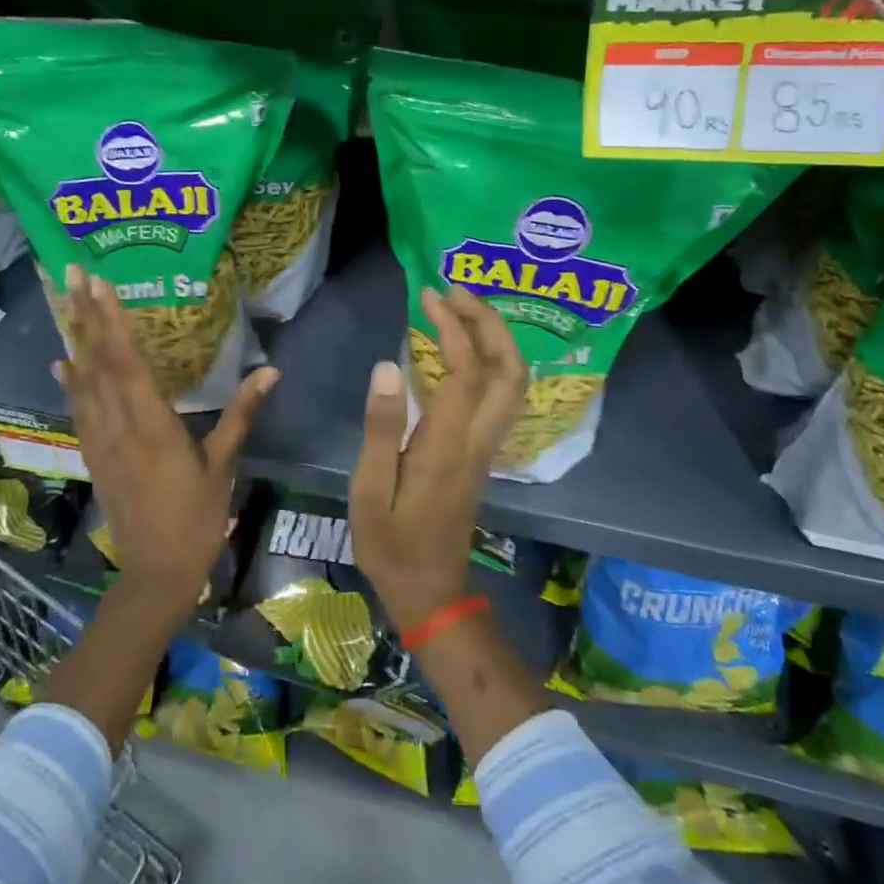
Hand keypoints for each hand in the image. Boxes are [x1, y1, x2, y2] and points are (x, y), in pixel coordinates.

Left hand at [53, 265, 277, 607]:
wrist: (157, 572)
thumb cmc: (199, 518)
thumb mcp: (224, 465)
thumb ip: (242, 413)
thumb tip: (271, 370)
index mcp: (153, 426)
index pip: (127, 363)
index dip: (112, 320)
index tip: (99, 283)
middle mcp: (119, 427)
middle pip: (97, 362)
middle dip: (85, 314)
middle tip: (72, 272)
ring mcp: (101, 441)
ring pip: (82, 381)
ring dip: (74, 338)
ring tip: (65, 301)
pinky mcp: (95, 455)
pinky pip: (79, 409)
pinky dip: (70, 381)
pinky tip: (63, 362)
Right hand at [348, 287, 527, 631]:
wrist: (431, 591)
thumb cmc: (391, 544)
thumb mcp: (370, 490)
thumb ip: (381, 428)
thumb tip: (387, 366)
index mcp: (448, 446)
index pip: (465, 372)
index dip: (453, 328)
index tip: (429, 299)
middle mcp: (478, 440)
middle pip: (509, 370)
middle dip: (489, 322)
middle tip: (455, 292)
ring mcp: (487, 447)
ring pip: (513, 383)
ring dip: (496, 339)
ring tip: (461, 309)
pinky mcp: (483, 453)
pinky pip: (502, 395)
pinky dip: (492, 360)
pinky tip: (464, 349)